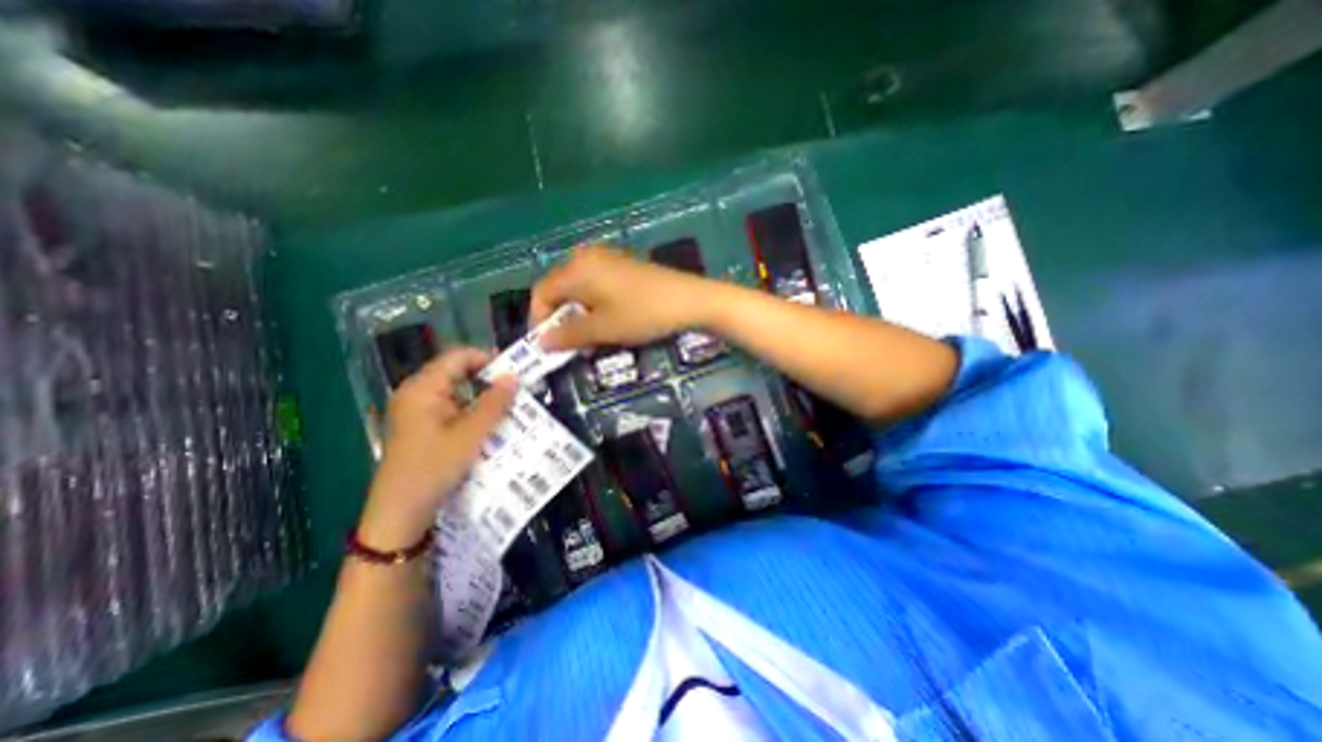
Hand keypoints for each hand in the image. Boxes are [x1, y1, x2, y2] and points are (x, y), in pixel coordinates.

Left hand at [359, 348, 514, 550]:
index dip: (487, 358)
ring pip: (457, 392)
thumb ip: (493, 403)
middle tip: (517, 389)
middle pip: (457, 373)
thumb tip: (513, 376)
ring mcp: (418, 412)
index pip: (458, 357)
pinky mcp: (423, 427)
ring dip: (483, 397)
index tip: (514, 370)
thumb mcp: (470, 435)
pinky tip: (491, 423)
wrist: (400, 514)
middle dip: (488, 379)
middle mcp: (417, 394)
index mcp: (422, 389)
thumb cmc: (433, 468)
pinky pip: (453, 409)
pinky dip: (473, 412)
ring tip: (510, 406)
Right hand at [531, 243, 718, 349]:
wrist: (689, 300)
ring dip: (578, 315)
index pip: (541, 292)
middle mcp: (586, 256)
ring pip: (578, 289)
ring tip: (591, 339)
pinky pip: (596, 285)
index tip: (547, 347)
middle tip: (571, 346)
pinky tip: (608, 322)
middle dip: (561, 320)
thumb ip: (568, 335)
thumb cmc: (642, 314)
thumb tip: (540, 343)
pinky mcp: (622, 265)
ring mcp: (607, 258)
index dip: (539, 321)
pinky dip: (594, 306)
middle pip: (559, 289)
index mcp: (576, 268)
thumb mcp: (603, 329)